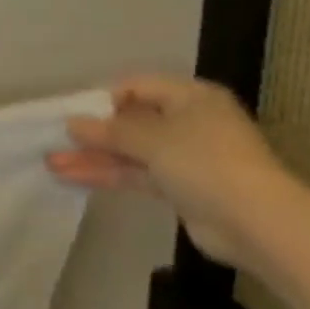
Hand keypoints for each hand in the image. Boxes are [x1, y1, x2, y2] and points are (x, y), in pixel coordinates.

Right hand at [48, 75, 305, 271]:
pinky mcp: (180, 188)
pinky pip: (137, 175)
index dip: (103, 99)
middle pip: (132, 122)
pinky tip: (74, 177)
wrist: (256, 222)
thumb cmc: (206, 162)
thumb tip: (73, 123)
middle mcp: (188, 122)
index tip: (72, 114)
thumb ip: (110, 132)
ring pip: (131, 152)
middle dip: (93, 133)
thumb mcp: (154, 139)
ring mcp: (185, 157)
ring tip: (53, 163)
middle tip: (55, 141)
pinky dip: (109, 175)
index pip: (138, 87)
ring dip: (94, 157)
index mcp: (190, 97)